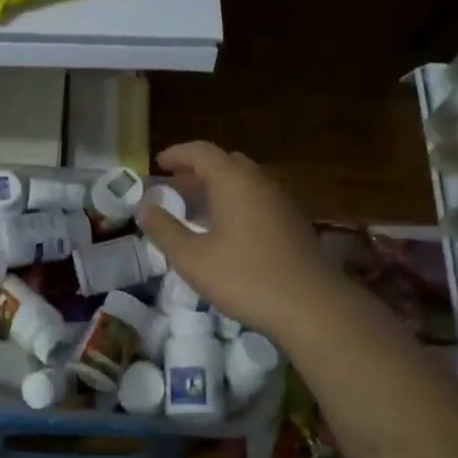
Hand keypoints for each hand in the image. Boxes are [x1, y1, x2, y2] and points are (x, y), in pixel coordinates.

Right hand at [137, 142, 340, 342]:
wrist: (311, 305)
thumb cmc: (245, 277)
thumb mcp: (192, 258)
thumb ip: (165, 229)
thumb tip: (145, 207)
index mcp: (232, 180)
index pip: (201, 151)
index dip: (177, 154)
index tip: (158, 163)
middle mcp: (259, 181)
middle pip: (225, 162)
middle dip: (197, 170)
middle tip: (175, 186)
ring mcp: (280, 200)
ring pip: (244, 180)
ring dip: (218, 186)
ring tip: (196, 207)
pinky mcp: (293, 221)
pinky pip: (258, 198)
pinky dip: (236, 201)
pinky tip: (227, 229)